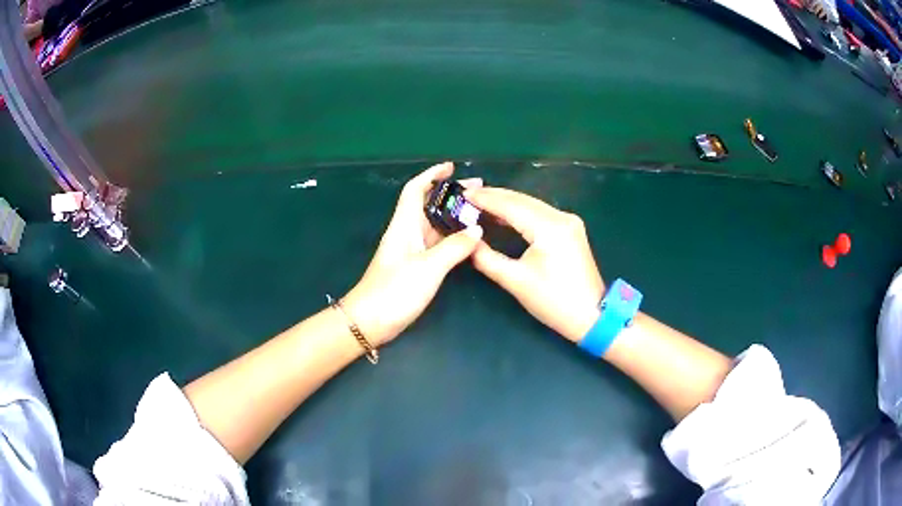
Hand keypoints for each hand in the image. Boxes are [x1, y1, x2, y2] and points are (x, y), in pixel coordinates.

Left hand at [342, 162, 482, 345]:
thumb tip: (476, 230)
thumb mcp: (428, 268)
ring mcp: (410, 251)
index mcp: (404, 225)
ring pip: (433, 225)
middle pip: (428, 205)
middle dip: (451, 194)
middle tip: (478, 191)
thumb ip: (454, 247)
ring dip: (453, 215)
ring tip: (479, 212)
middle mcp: (407, 233)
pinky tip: (467, 240)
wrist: (370, 321)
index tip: (452, 167)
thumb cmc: (395, 291)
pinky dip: (452, 237)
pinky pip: (436, 244)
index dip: (432, 174)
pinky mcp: (414, 267)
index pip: (415, 189)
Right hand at [467, 187, 604, 341]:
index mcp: (549, 228)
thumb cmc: (554, 302)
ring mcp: (568, 221)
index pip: (511, 205)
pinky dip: (519, 211)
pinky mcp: (570, 228)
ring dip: (506, 202)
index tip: (462, 193)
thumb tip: (468, 242)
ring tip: (479, 202)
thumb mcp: (516, 281)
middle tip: (467, 194)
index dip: (485, 199)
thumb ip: (487, 258)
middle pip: (522, 199)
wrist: (591, 315)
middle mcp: (561, 217)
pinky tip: (503, 215)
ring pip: (531, 204)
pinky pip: (539, 213)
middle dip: (494, 196)